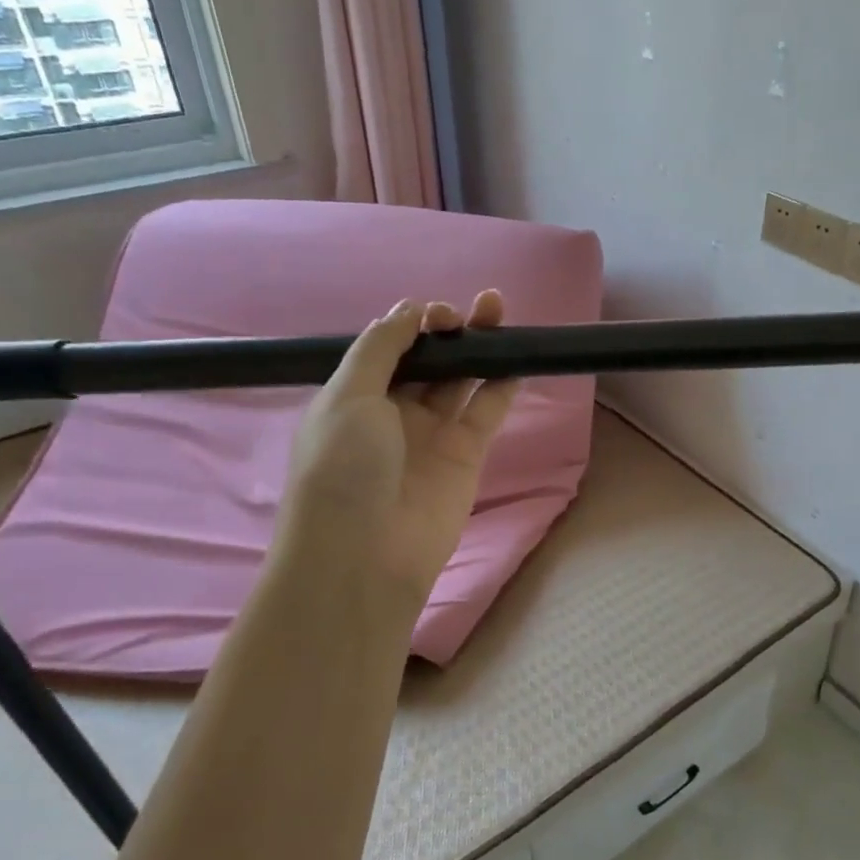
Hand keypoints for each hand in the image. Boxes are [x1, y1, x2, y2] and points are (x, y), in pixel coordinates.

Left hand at [279, 292, 517, 613]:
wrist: (365, 553)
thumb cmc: (343, 467)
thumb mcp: (347, 396)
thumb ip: (380, 348)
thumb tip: (407, 309)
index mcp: (357, 395)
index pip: (391, 347)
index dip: (415, 324)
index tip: (437, 314)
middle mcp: (394, 411)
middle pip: (430, 360)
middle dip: (451, 330)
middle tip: (480, 306)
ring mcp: (432, 433)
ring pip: (461, 379)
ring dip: (479, 347)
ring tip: (499, 311)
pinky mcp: (467, 454)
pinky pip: (486, 410)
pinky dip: (502, 384)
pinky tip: (516, 357)